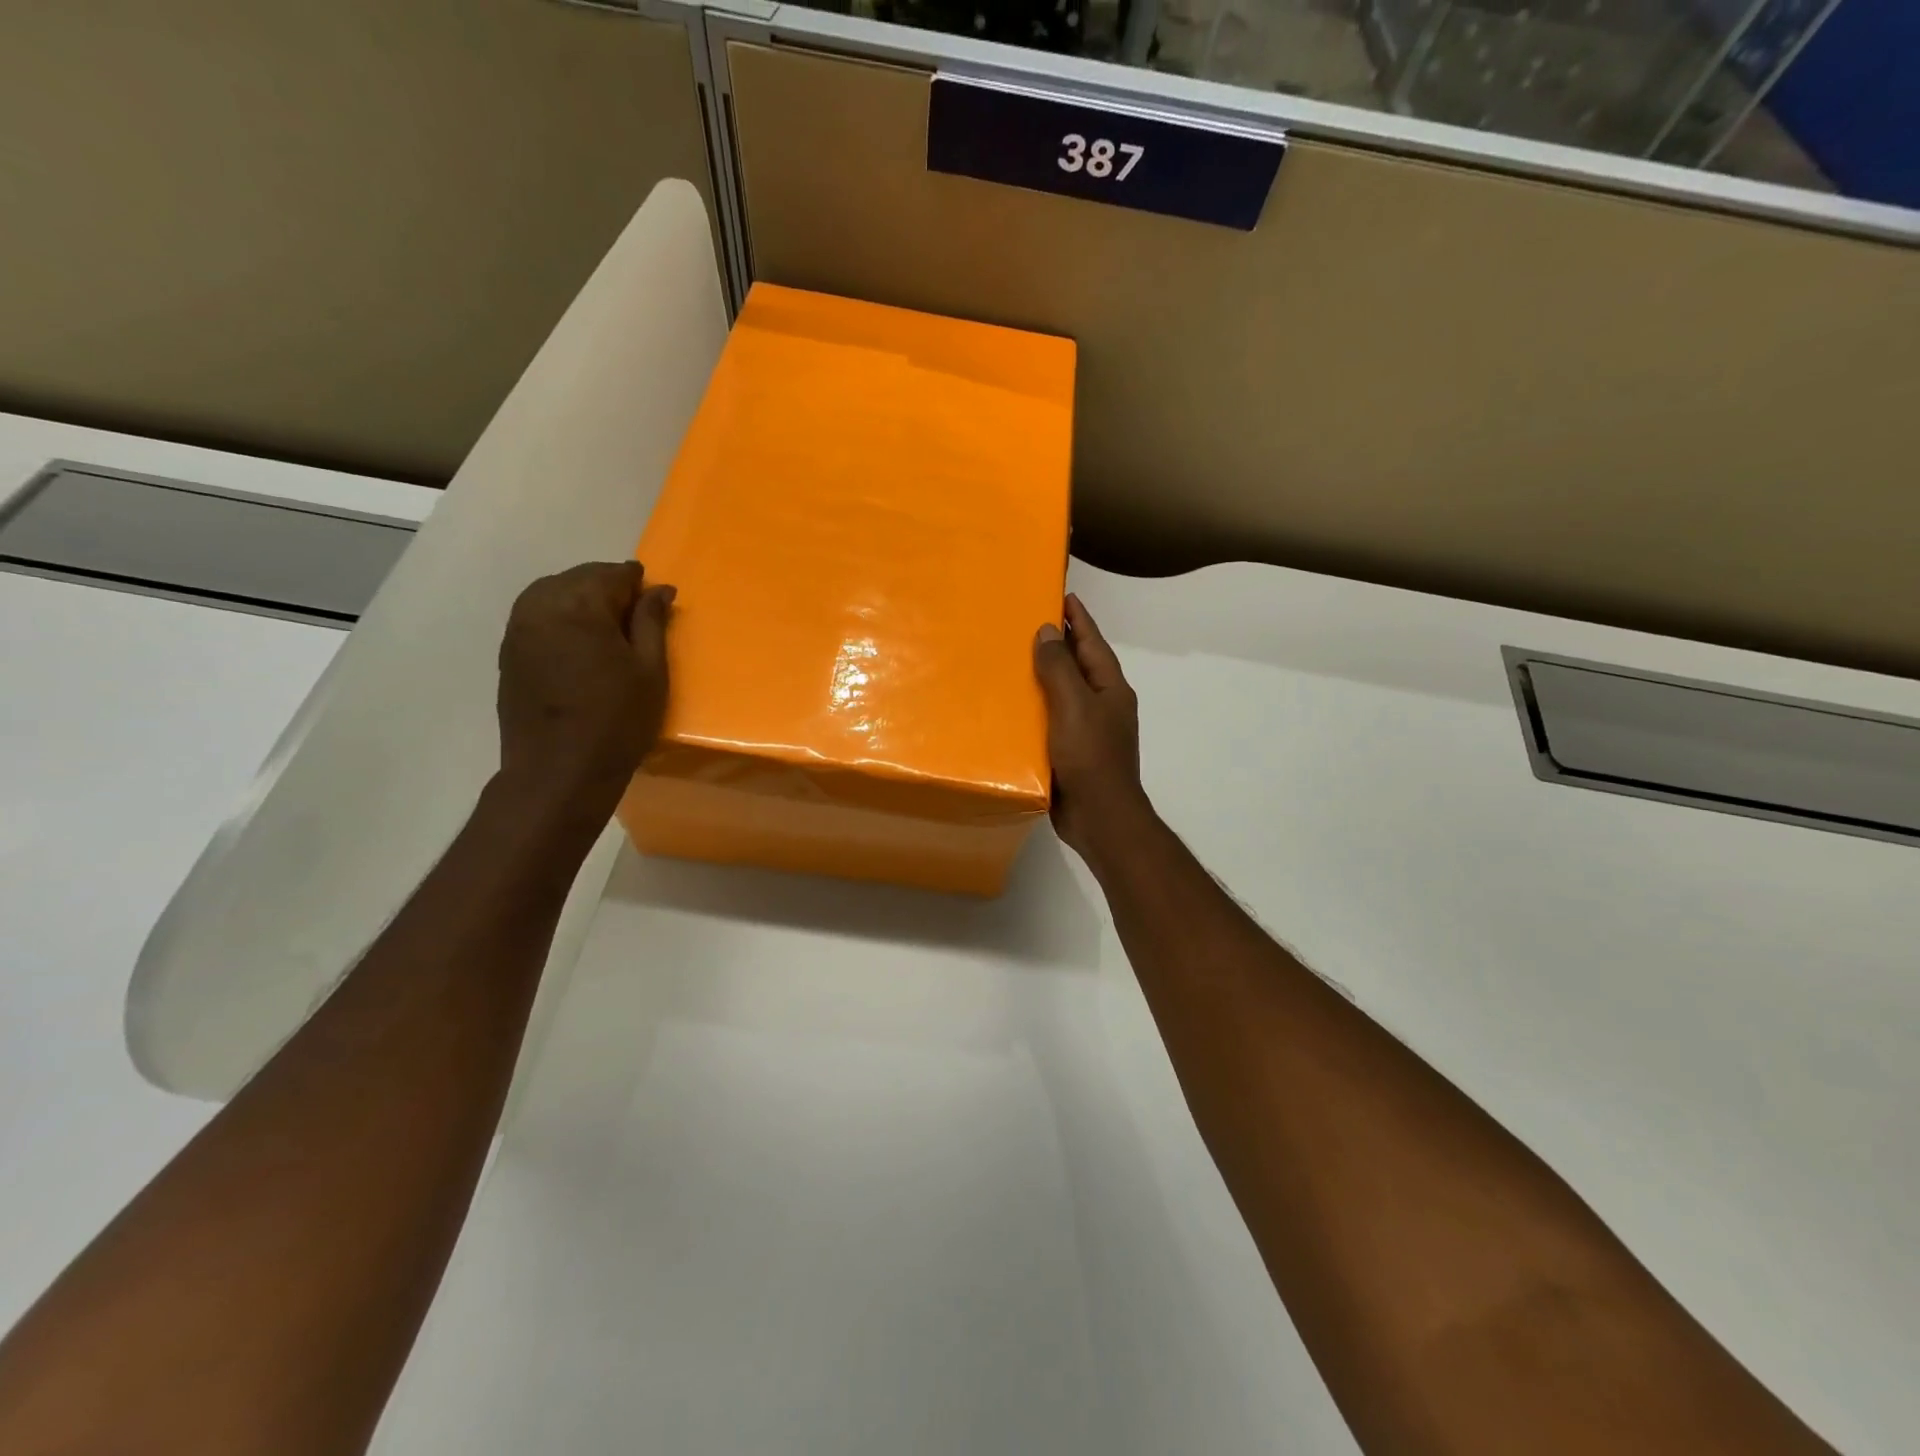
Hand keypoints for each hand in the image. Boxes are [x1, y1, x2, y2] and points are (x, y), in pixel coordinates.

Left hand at [496, 561, 674, 822]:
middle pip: (580, 577)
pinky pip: (536, 614)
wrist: (558, 770)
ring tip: (607, 627)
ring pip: (553, 592)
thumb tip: (659, 590)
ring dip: (582, 599)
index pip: (613, 574)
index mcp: (581, 605)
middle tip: (636, 614)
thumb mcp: (650, 671)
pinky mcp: (508, 650)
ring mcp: (518, 627)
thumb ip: (652, 622)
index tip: (657, 599)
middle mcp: (542, 605)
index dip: (638, 583)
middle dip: (609, 587)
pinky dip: (560, 616)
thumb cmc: (618, 720)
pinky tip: (579, 640)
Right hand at [1033, 593, 1152, 862]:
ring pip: (1062, 693)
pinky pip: (1051, 720)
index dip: (1077, 617)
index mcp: (1109, 687)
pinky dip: (1034, 708)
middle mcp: (1101, 704)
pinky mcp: (1070, 752)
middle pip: (1078, 664)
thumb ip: (1060, 668)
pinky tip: (1010, 707)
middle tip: (1024, 622)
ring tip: (1010, 659)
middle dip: (1056, 643)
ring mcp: (1087, 729)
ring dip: (1042, 676)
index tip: (1059, 593)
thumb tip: (1049, 631)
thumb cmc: (1090, 757)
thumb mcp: (1074, 706)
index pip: (1092, 641)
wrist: (1099, 817)